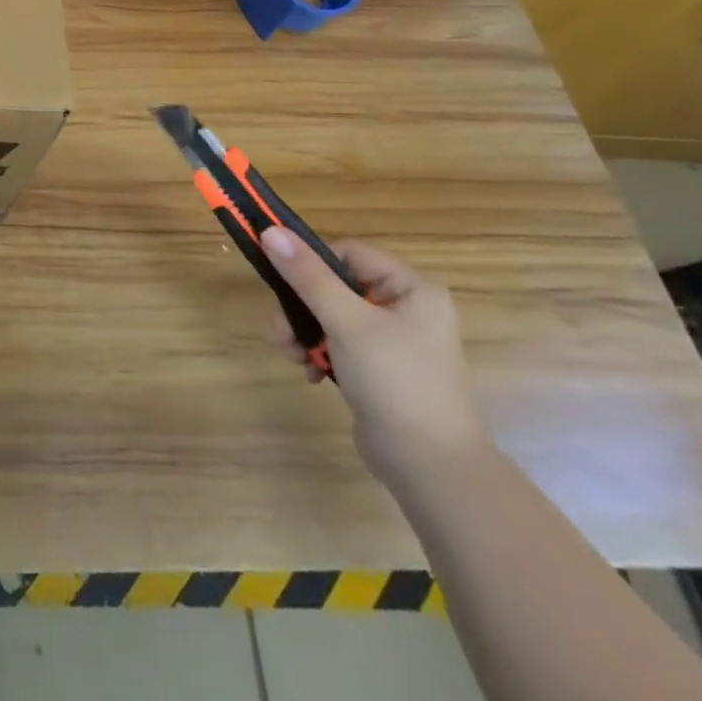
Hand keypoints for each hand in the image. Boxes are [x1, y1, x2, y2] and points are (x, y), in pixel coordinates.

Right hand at [259, 229, 487, 487]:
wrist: (430, 469)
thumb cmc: (396, 383)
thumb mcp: (347, 322)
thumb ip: (308, 276)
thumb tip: (270, 231)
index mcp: (411, 289)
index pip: (347, 253)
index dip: (312, 264)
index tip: (284, 285)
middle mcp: (405, 308)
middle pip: (333, 285)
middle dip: (301, 308)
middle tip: (281, 331)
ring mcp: (392, 340)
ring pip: (329, 314)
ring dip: (303, 332)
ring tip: (291, 355)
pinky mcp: (378, 367)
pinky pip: (337, 342)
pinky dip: (318, 352)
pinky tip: (310, 372)